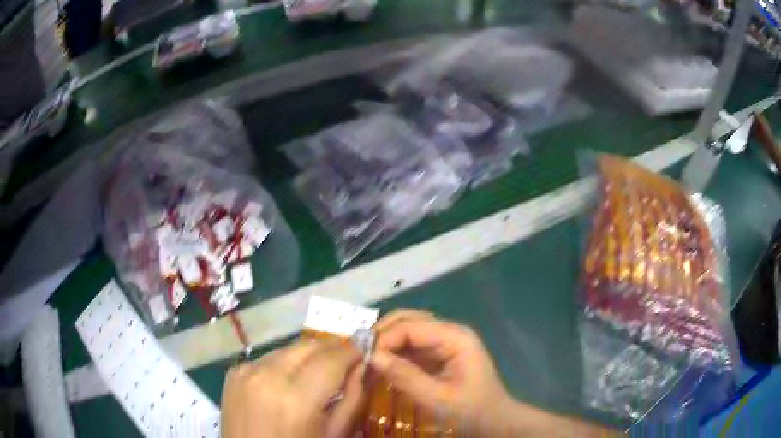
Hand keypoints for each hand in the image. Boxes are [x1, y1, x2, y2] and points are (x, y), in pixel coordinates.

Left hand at [221, 338, 364, 437]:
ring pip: (287, 349)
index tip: (364, 350)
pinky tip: (290, 381)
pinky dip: (284, 364)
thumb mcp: (334, 433)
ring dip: (308, 356)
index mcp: (297, 399)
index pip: (332, 359)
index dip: (352, 351)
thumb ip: (352, 399)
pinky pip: (267, 359)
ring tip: (319, 371)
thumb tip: (361, 366)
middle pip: (308, 346)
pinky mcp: (234, 373)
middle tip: (346, 358)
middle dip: (331, 349)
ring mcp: (246, 372)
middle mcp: (268, 376)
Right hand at [369, 311, 516, 433]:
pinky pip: (411, 345)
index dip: (384, 338)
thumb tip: (372, 356)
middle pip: (409, 320)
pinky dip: (394, 352)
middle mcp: (449, 332)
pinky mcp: (439, 353)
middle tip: (360, 353)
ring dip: (386, 341)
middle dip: (382, 333)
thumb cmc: (470, 411)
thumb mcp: (437, 398)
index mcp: (455, 337)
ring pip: (407, 330)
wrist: (493, 421)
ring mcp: (445, 341)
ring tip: (366, 357)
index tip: (362, 356)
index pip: (411, 326)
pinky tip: (380, 364)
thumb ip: (405, 376)